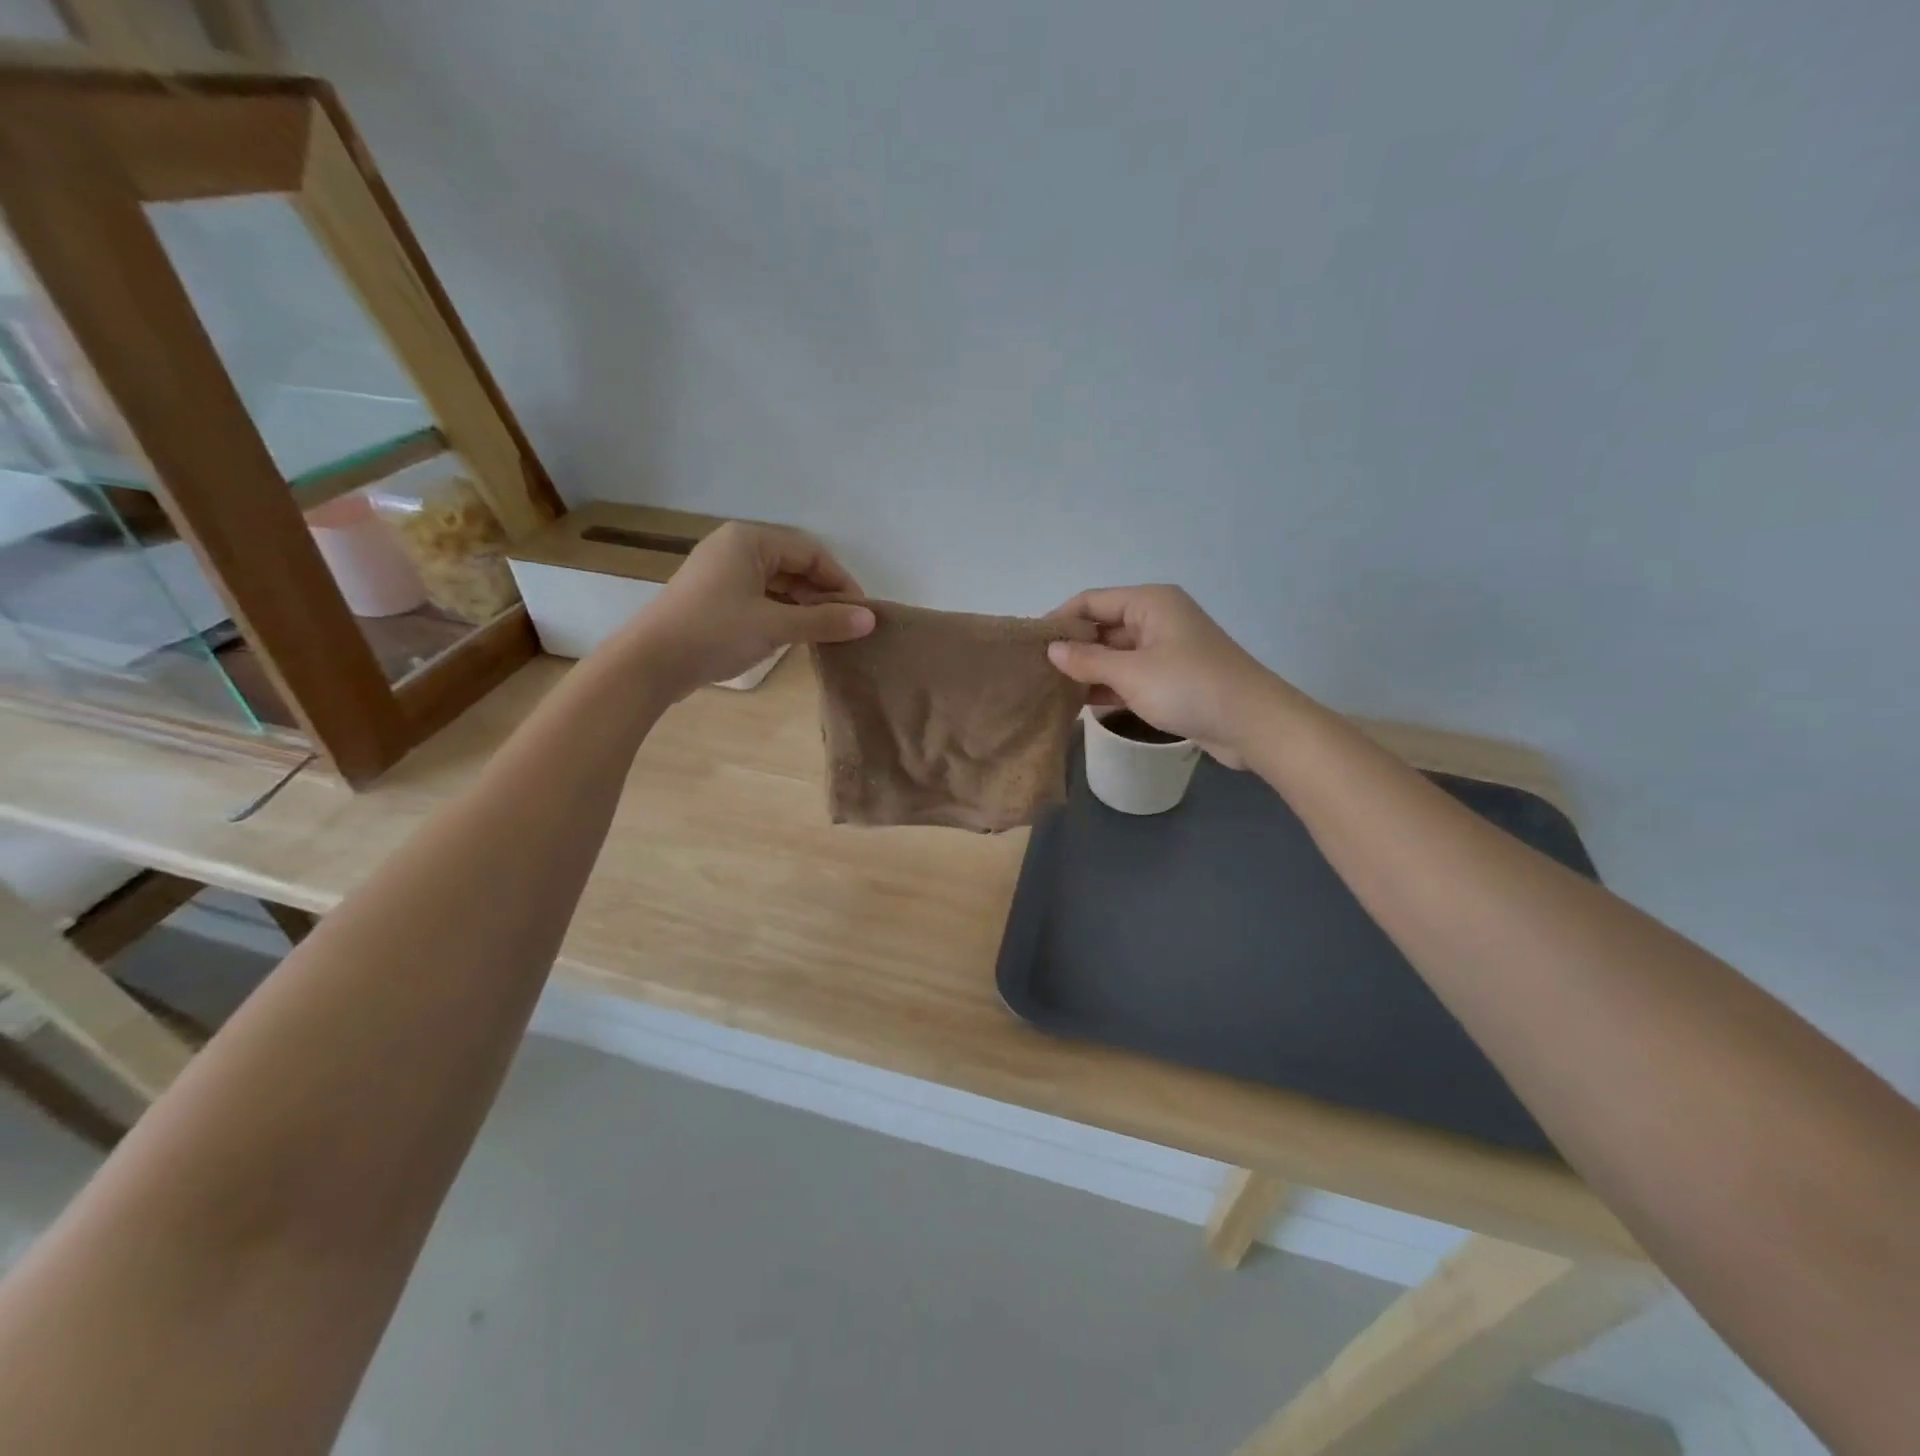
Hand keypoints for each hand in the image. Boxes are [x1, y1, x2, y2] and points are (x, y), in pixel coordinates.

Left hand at [623, 522, 874, 696]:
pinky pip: (759, 596)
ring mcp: (721, 572)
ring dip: (803, 604)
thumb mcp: (776, 625)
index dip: (840, 581)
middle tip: (844, 625)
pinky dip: (781, 611)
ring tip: (824, 633)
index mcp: (750, 540)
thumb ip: (825, 621)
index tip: (860, 612)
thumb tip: (870, 620)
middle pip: (794, 564)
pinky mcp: (713, 597)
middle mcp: (735, 547)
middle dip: (822, 593)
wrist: (649, 662)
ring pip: (776, 582)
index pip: (810, 552)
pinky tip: (793, 634)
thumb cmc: (715, 633)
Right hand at [1046, 585, 1291, 767]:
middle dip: (1071, 647)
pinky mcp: (1171, 679)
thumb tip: (1051, 649)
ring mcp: (1165, 650)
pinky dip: (1107, 686)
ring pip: (1115, 654)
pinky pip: (1130, 675)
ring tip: (1048, 689)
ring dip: (1087, 670)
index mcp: (1149, 602)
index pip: (1091, 601)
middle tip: (1034, 671)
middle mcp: (1157, 619)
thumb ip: (1087, 661)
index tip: (1029, 644)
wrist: (1254, 724)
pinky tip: (1079, 704)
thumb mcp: (1131, 673)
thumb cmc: (1190, 687)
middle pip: (1103, 626)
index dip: (1059, 619)